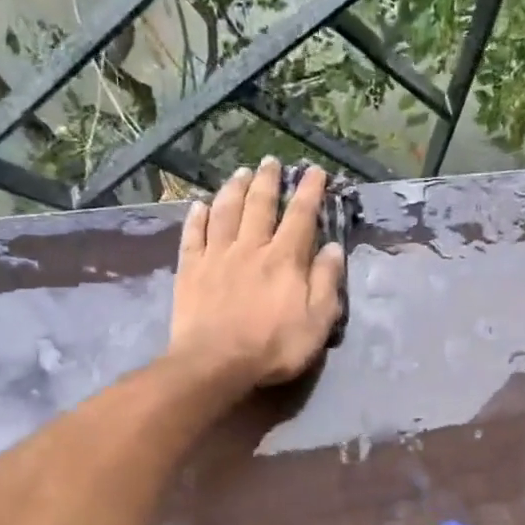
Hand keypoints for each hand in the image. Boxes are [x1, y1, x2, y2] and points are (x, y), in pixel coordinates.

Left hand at [169, 158, 345, 390]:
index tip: (314, 172)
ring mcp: (217, 256)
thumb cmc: (273, 347)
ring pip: (225, 212)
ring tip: (240, 173)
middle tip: (271, 161)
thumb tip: (333, 248)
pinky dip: (197, 216)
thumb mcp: (317, 322)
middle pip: (260, 205)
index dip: (309, 191)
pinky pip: (193, 234)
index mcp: (285, 259)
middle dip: (268, 180)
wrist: (215, 363)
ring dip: (234, 189)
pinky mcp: (190, 269)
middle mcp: (251, 247)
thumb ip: (327, 283)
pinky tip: (199, 205)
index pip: (301, 216)